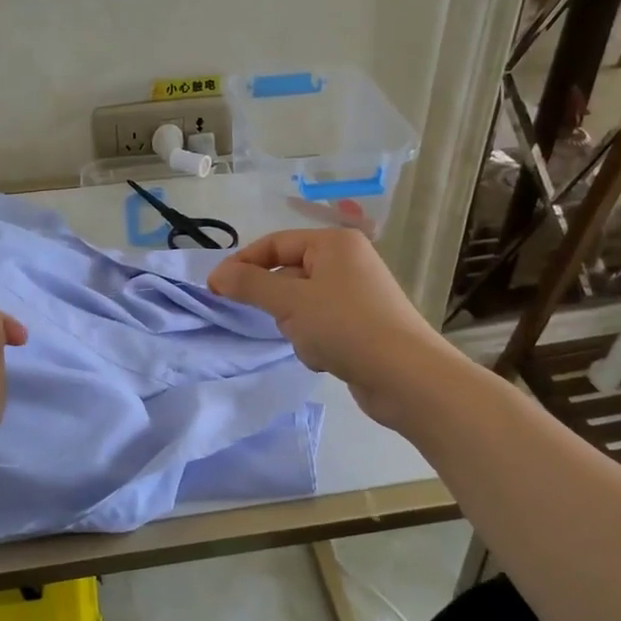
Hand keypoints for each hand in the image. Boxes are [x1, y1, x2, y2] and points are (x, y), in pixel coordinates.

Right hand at [207, 228, 462, 427]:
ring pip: (302, 305)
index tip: (215, 290)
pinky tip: (327, 358)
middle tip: (280, 323)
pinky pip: (321, 326)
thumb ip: (250, 285)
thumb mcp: (290, 302)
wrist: (406, 377)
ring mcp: (357, 295)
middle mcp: (348, 262)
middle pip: (288, 275)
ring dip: (297, 327)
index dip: (242, 264)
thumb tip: (216, 274)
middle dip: (278, 304)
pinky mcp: (362, 325)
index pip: (275, 243)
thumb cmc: (346, 327)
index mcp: (334, 244)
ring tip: (312, 344)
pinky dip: (316, 342)